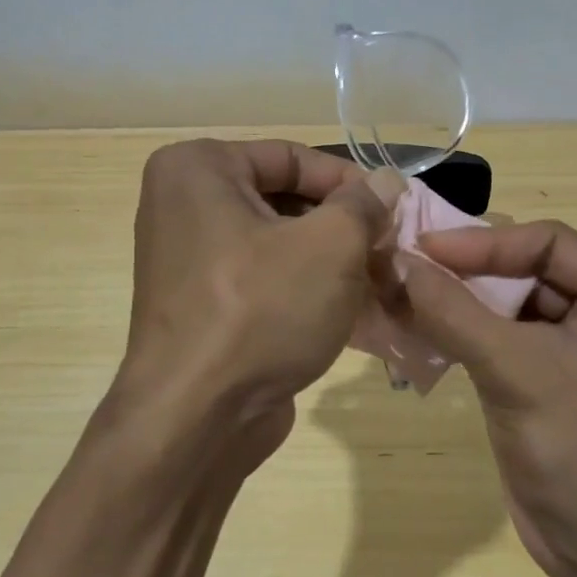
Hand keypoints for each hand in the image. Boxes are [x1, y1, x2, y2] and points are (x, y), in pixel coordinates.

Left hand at [109, 139, 396, 476]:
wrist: (196, 419)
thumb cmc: (260, 310)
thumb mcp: (330, 246)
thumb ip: (363, 205)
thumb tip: (386, 182)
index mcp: (197, 169)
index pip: (291, 157)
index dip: (349, 182)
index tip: (393, 211)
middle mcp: (183, 204)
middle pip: (284, 200)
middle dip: (341, 226)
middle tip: (388, 250)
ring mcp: (188, 258)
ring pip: (277, 243)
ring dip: (330, 261)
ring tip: (378, 281)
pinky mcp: (200, 304)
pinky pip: (262, 279)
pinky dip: (304, 288)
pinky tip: (351, 310)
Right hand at [398, 220, 576, 576]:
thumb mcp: (513, 369)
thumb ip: (451, 310)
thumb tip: (395, 260)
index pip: (549, 243)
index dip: (482, 242)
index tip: (422, 247)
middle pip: (528, 271)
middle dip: (467, 272)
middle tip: (405, 265)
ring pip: (511, 307)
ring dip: (459, 303)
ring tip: (402, 292)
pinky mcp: (553, 381)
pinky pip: (504, 340)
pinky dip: (465, 334)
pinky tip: (420, 328)